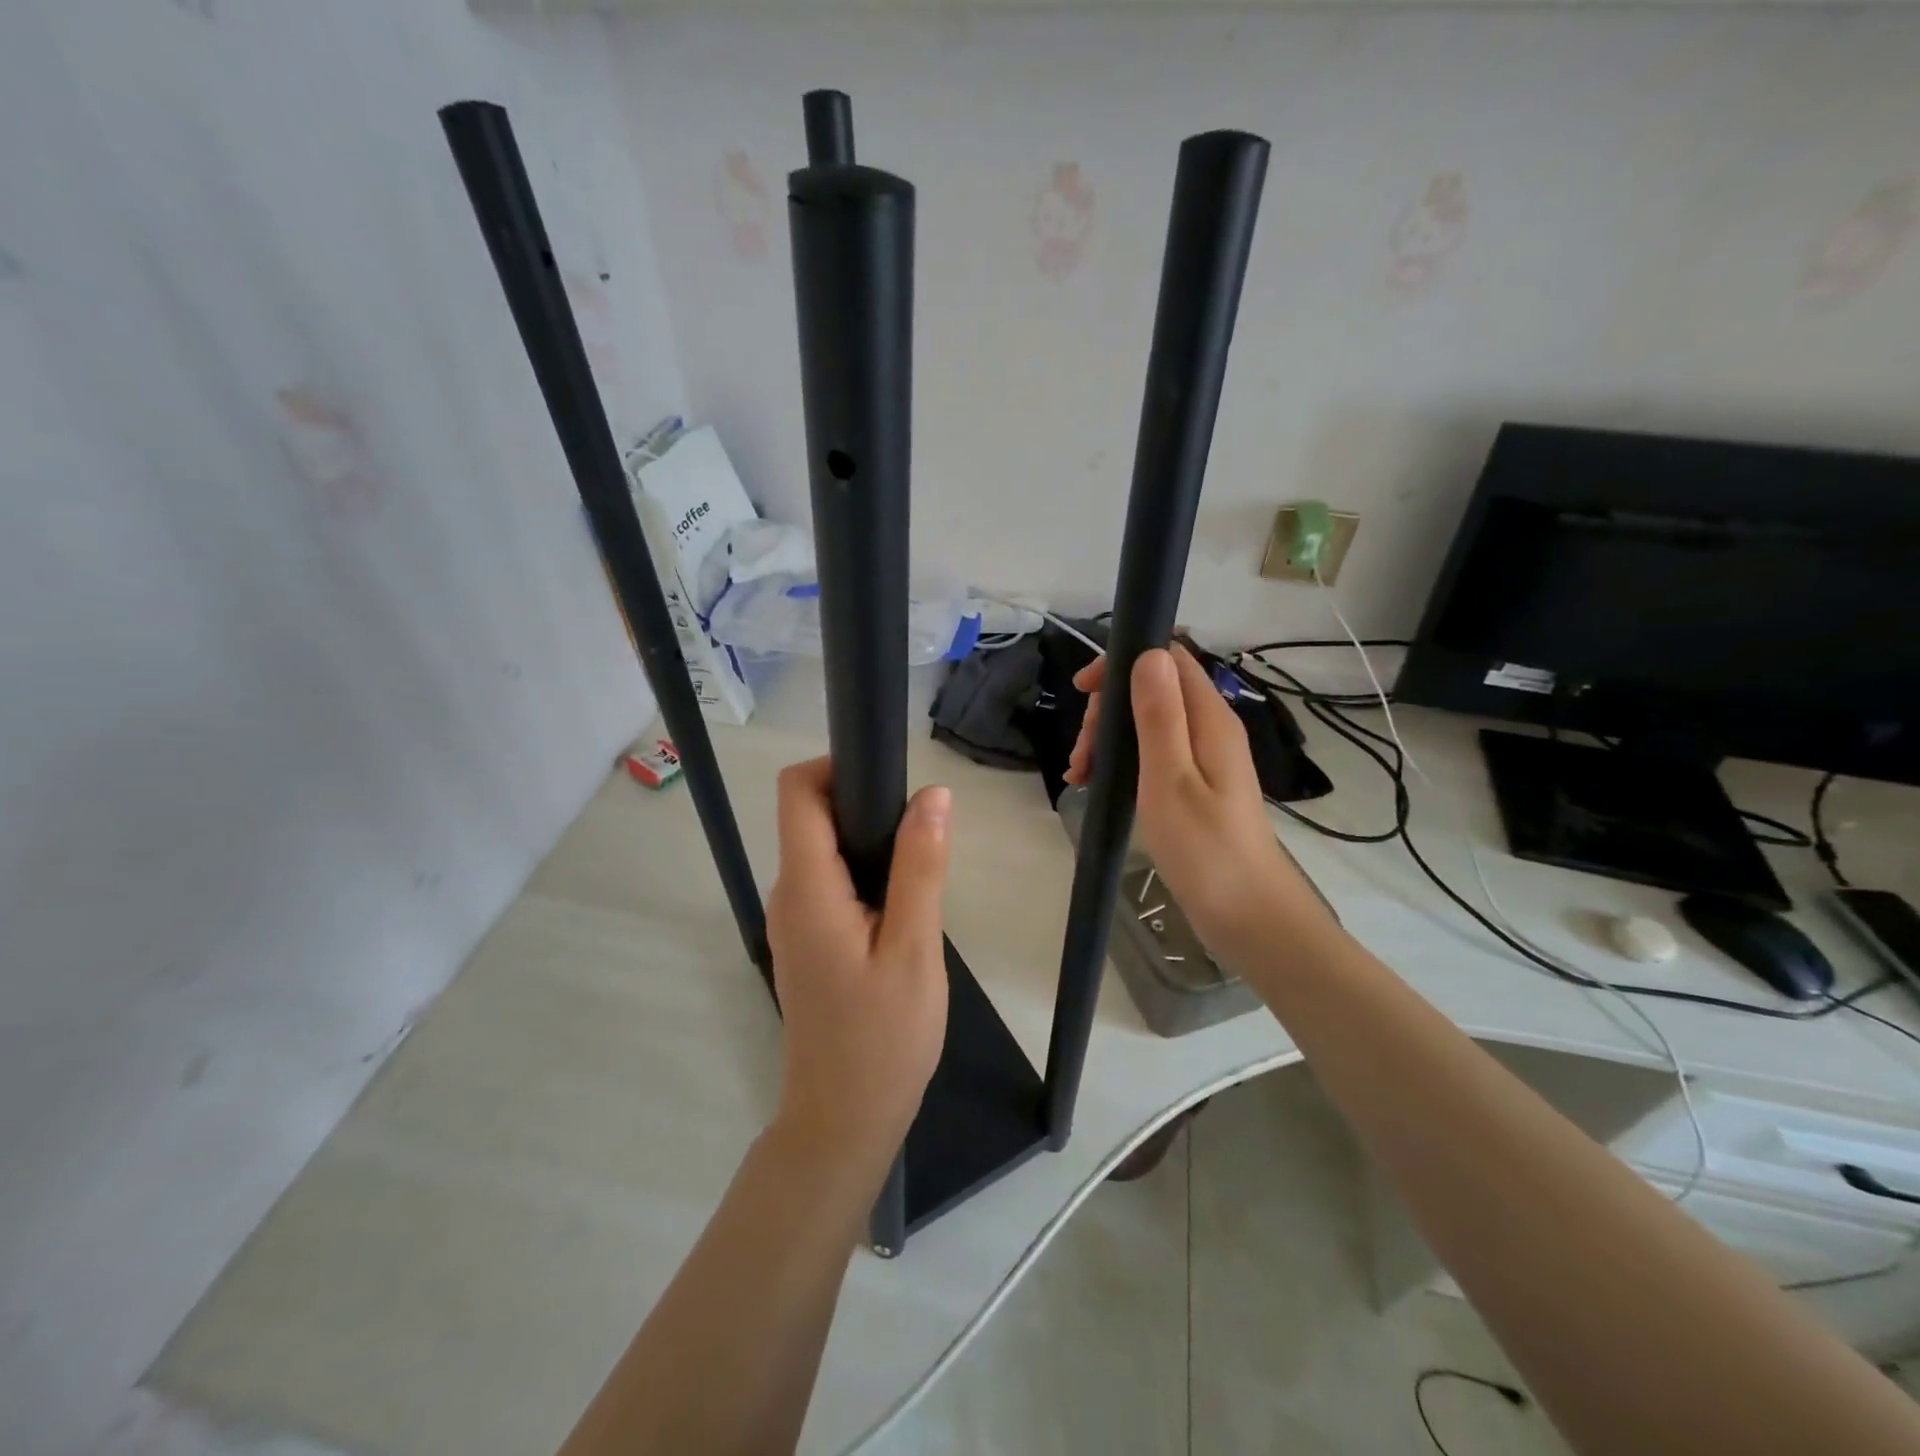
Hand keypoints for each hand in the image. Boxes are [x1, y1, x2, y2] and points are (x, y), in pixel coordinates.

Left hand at [765, 759, 950, 1183]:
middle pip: (810, 817)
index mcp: (806, 889)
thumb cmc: (883, 1038)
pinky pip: (829, 883)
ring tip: (921, 867)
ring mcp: (793, 921)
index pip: (797, 793)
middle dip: (863, 804)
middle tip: (923, 831)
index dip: (836, 767)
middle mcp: (788, 895)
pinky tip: (902, 905)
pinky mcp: (806, 941)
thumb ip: (921, 867)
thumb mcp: (914, 949)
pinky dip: (863, 873)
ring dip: (868, 842)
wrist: (844, 1121)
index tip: (889, 778)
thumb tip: (933, 795)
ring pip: (823, 850)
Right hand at [1064, 645, 1336, 966]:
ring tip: (1080, 775)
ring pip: (1147, 723)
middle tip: (1082, 754)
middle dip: (1107, 711)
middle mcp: (1209, 729)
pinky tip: (1094, 785)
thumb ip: (1160, 716)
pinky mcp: (1194, 785)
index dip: (1123, 662)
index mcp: (1210, 719)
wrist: (1247, 915)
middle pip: (1153, 690)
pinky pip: (1152, 754)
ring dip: (1108, 739)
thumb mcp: (1170, 779)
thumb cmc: (1205, 849)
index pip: (1169, 658)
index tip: (1083, 691)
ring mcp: (1203, 758)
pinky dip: (1120, 761)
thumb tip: (1149, 654)